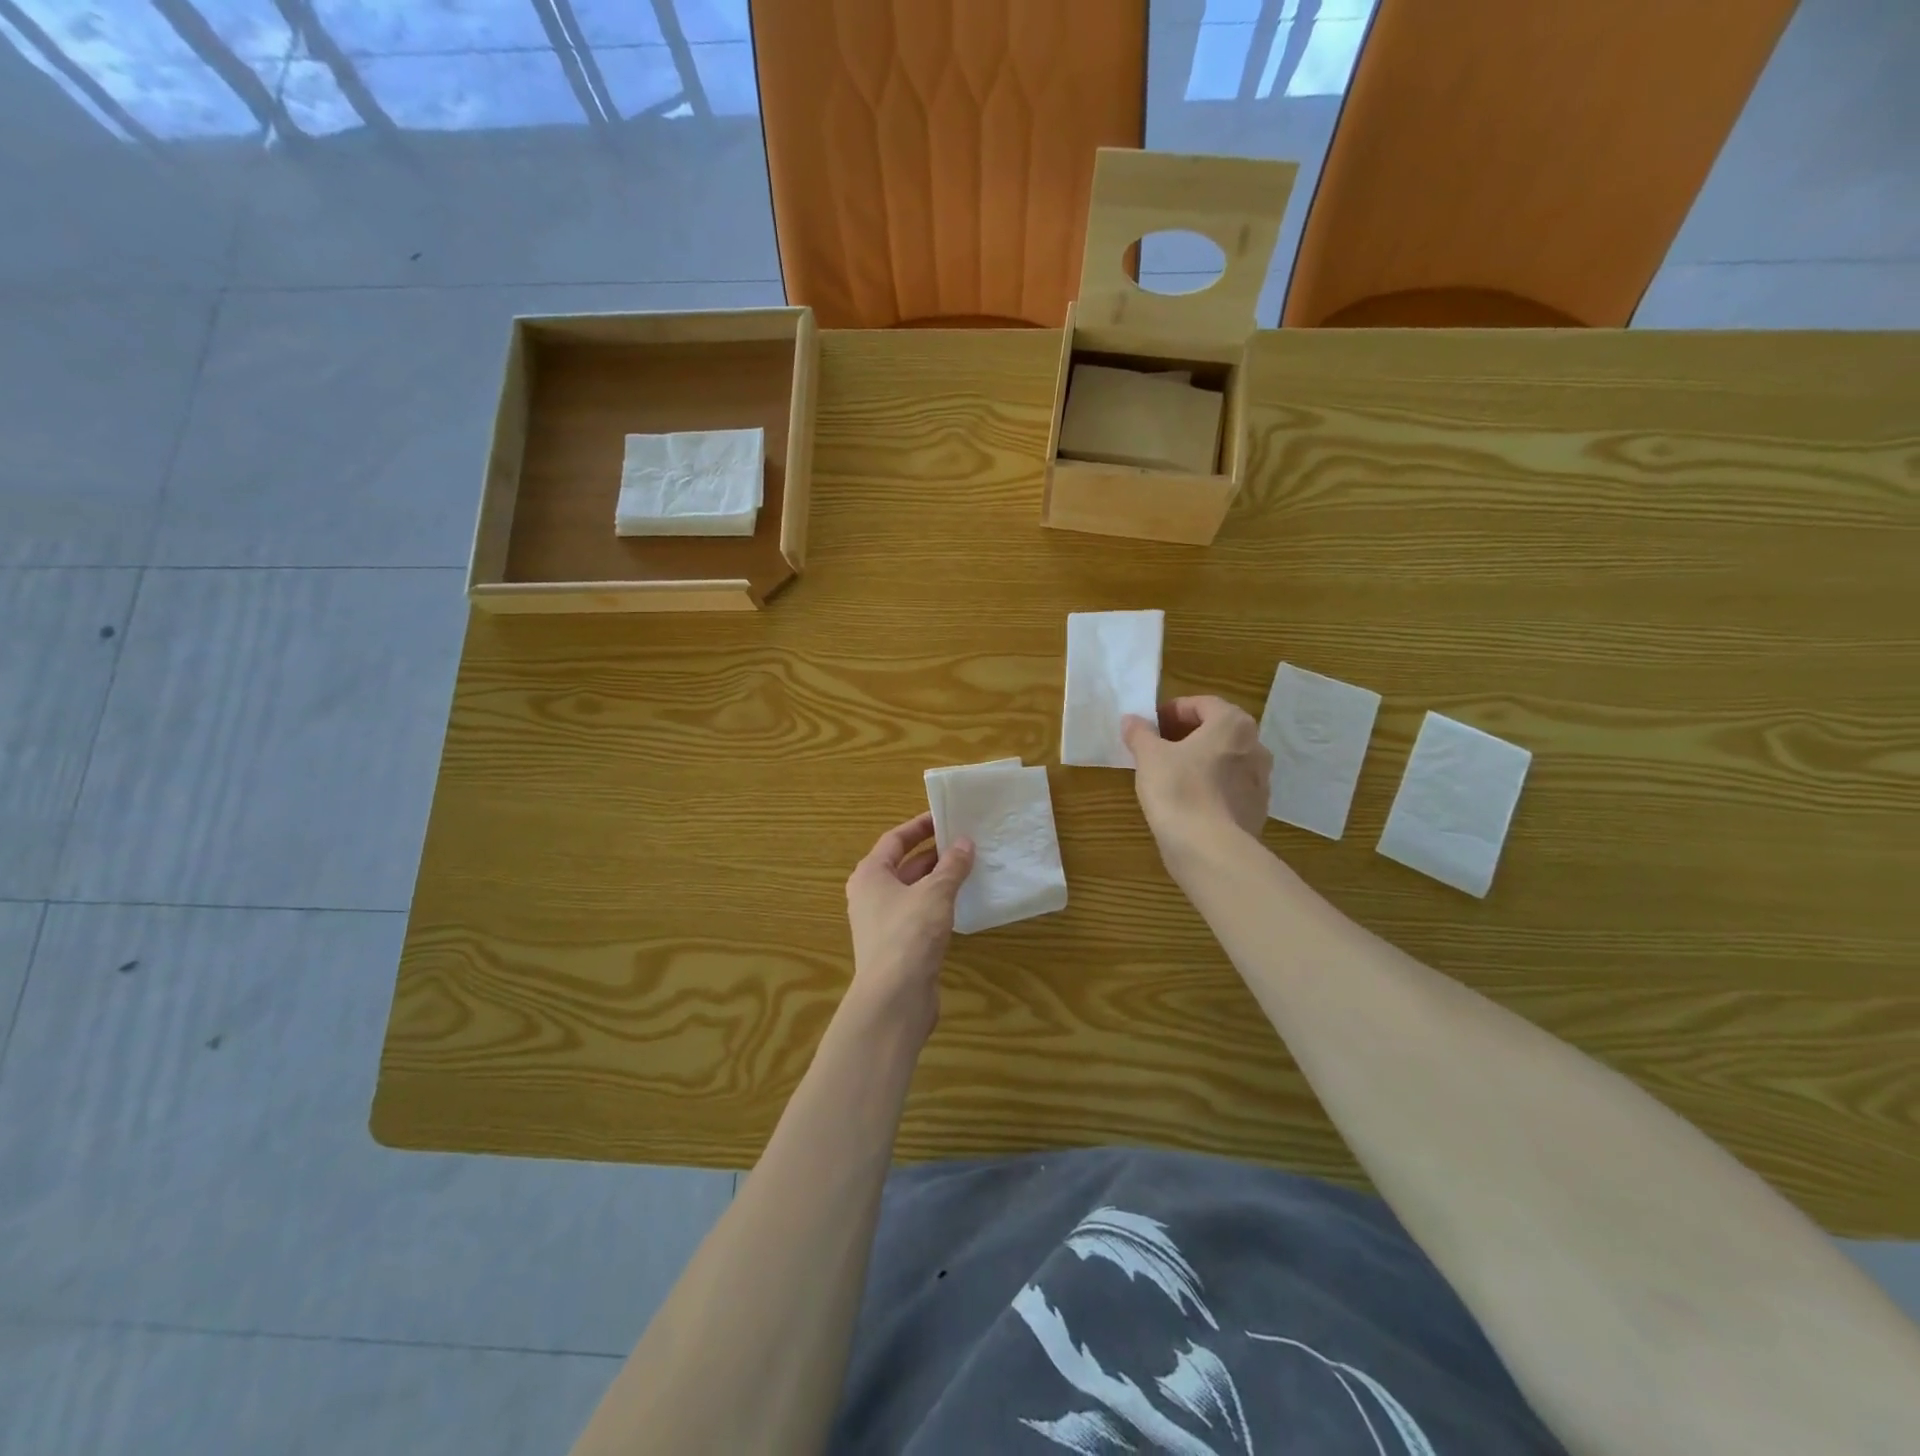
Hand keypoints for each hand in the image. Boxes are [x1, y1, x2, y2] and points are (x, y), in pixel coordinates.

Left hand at [843, 812, 974, 1039]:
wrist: (894, 998)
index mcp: (870, 875)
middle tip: (965, 841)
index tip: (945, 817)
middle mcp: (871, 895)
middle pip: (903, 865)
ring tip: (970, 867)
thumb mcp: (935, 893)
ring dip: (939, 879)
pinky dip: (939, 904)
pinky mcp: (898, 945)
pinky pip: (919, 913)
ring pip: (913, 891)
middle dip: (933, 853)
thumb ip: (951, 866)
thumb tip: (964, 842)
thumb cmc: (908, 934)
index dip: (919, 827)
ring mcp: (883, 922)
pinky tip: (962, 902)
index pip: (895, 839)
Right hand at [1122, 697, 1271, 862]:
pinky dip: (1210, 786)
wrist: (1210, 849)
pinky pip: (1229, 787)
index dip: (1173, 710)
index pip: (1202, 704)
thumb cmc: (1179, 790)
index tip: (1151, 725)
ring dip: (1200, 761)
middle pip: (1217, 731)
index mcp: (1233, 724)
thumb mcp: (1149, 756)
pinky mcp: (1256, 809)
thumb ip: (1140, 733)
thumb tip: (1132, 720)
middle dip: (1187, 735)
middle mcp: (1255, 746)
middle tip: (1157, 747)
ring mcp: (1261, 780)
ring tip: (1170, 775)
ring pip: (1225, 760)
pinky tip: (1187, 801)